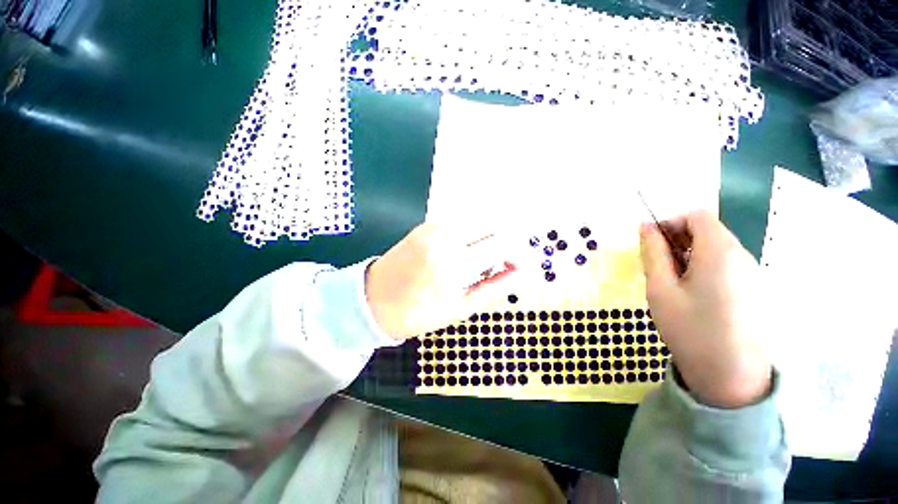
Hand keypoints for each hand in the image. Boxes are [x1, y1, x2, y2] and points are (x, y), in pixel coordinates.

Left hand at [365, 222, 518, 339]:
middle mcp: (444, 236)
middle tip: (505, 261)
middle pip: (492, 222)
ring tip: (485, 259)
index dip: (518, 253)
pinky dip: (473, 232)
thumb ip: (495, 286)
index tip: (520, 266)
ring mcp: (433, 226)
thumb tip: (522, 273)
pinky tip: (467, 250)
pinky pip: (460, 220)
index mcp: (453, 263)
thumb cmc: (418, 313)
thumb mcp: (461, 307)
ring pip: (477, 218)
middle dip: (506, 240)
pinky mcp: (426, 224)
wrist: (373, 301)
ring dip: (489, 235)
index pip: (500, 243)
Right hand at [639, 210, 771, 408]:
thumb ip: (653, 253)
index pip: (696, 215)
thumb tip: (645, 227)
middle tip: (658, 266)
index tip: (652, 245)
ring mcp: (750, 273)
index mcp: (719, 252)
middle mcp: (741, 255)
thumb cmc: (690, 329)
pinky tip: (692, 294)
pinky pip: (724, 264)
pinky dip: (702, 268)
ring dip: (688, 255)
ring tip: (672, 283)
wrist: (731, 377)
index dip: (670, 223)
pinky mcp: (752, 288)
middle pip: (707, 230)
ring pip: (715, 247)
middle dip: (678, 240)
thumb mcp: (661, 289)